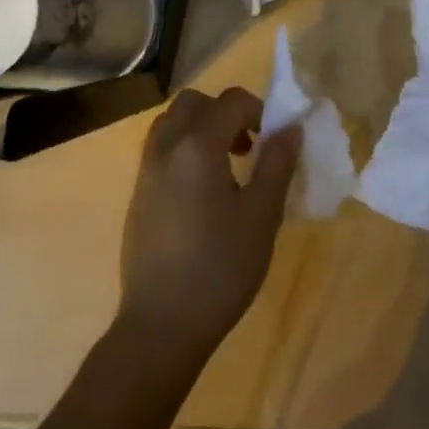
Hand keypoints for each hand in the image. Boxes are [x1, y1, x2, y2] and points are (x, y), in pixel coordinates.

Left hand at [119, 87, 300, 360]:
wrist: (160, 327)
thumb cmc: (219, 269)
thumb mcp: (262, 216)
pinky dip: (184, 150)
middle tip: (248, 146)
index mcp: (197, 146)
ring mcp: (146, 171)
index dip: (259, 110)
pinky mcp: (138, 195)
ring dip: (201, 128)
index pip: (231, 101)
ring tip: (227, 166)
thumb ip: (277, 164)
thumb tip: (290, 128)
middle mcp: (166, 147)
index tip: (274, 140)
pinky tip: (204, 193)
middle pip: (194, 102)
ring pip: (172, 123)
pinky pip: (162, 149)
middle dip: (225, 112)